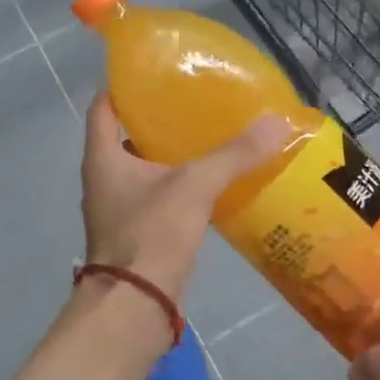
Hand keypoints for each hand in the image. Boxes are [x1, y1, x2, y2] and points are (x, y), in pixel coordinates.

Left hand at [79, 93, 288, 298]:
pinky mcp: (136, 233)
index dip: (125, 85)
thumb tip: (276, 122)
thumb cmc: (151, 234)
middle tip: (194, 103)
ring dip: (170, 156)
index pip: (103, 106)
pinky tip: (211, 184)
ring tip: (208, 138)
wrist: (135, 307)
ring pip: (143, 169)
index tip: (156, 72)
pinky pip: (156, 198)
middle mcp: (103, 179)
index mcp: (102, 157)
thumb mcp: (195, 186)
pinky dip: (178, 187)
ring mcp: (117, 209)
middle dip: (158, 120)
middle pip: (126, 136)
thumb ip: (234, 154)